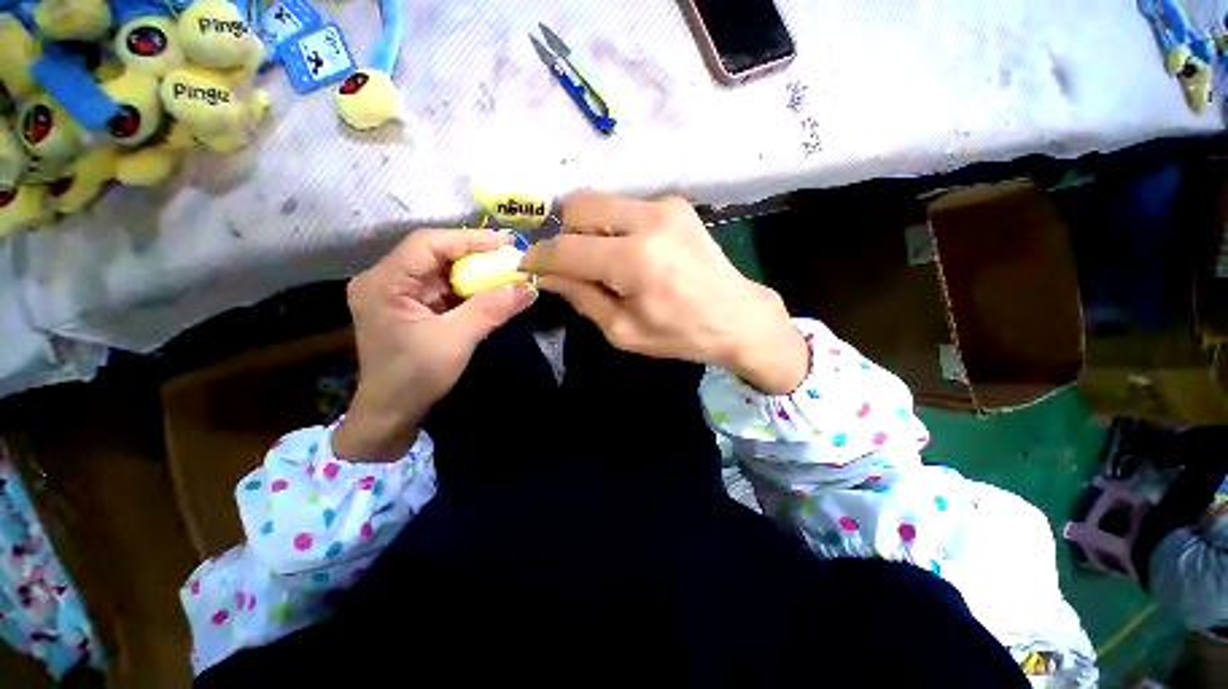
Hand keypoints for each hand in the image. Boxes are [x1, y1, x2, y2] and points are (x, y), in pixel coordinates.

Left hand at [334, 230, 537, 460]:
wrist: (393, 413)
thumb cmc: (416, 377)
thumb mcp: (456, 340)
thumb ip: (492, 309)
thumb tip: (530, 287)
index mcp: (384, 282)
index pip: (427, 244)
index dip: (468, 239)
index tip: (506, 244)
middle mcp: (386, 280)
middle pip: (435, 254)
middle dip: (475, 254)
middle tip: (511, 255)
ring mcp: (399, 293)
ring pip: (442, 269)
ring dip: (476, 270)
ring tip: (507, 270)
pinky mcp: (413, 306)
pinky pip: (445, 287)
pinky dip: (470, 287)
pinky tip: (492, 288)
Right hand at [521, 192, 806, 393]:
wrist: (737, 316)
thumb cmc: (680, 334)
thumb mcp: (623, 331)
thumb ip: (581, 297)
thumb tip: (547, 274)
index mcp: (633, 261)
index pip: (565, 249)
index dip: (539, 257)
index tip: (528, 266)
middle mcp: (647, 220)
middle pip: (577, 206)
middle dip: (565, 234)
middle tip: (574, 264)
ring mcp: (664, 205)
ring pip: (600, 201)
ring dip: (590, 230)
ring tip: (605, 261)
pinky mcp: (676, 203)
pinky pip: (626, 206)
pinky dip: (615, 226)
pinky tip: (632, 252)